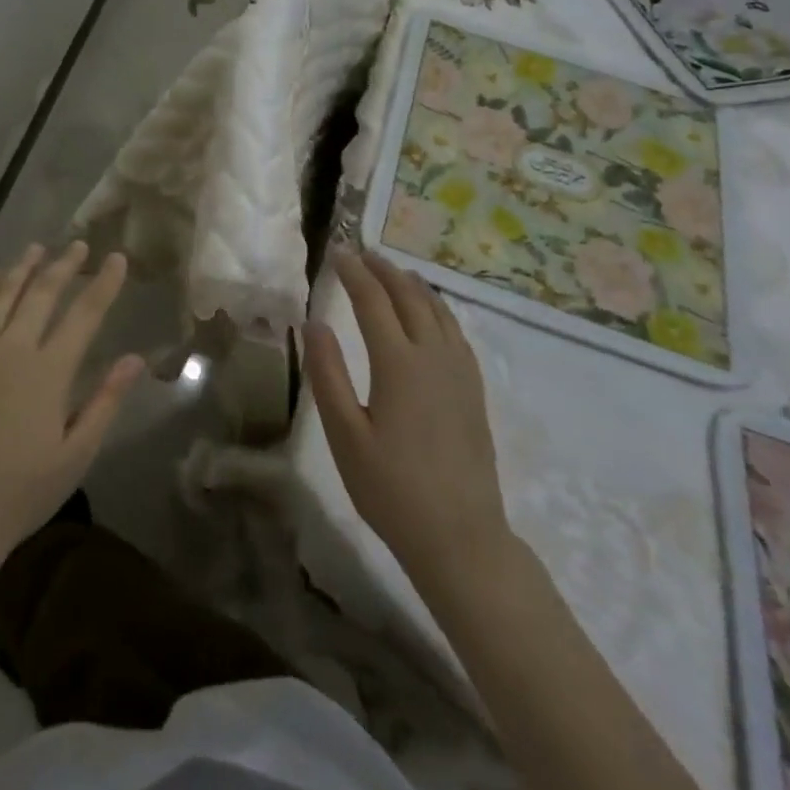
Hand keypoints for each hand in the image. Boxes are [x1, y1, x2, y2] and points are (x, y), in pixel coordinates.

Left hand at [0, 241, 143, 589]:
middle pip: (41, 293)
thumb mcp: (76, 453)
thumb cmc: (22, 490)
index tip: (116, 259)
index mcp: (48, 371)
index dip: (103, 284)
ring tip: (38, 248)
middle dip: (64, 265)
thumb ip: (105, 401)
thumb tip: (135, 359)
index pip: (83, 314)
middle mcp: (12, 349)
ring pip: (2, 294)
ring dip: (23, 267)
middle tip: (78, 245)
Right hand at [304, 249, 514, 600]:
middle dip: (384, 270)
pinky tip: (431, 314)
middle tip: (362, 253)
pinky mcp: (474, 391)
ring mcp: (460, 374)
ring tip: (394, 271)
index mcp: (398, 364)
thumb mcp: (345, 434)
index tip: (337, 252)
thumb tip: (314, 323)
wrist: (460, 537)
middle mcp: (434, 357)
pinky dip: (438, 309)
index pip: (373, 301)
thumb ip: (327, 374)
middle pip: (409, 297)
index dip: (353, 273)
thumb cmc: (391, 488)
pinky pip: (456, 332)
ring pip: (439, 311)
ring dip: (413, 285)